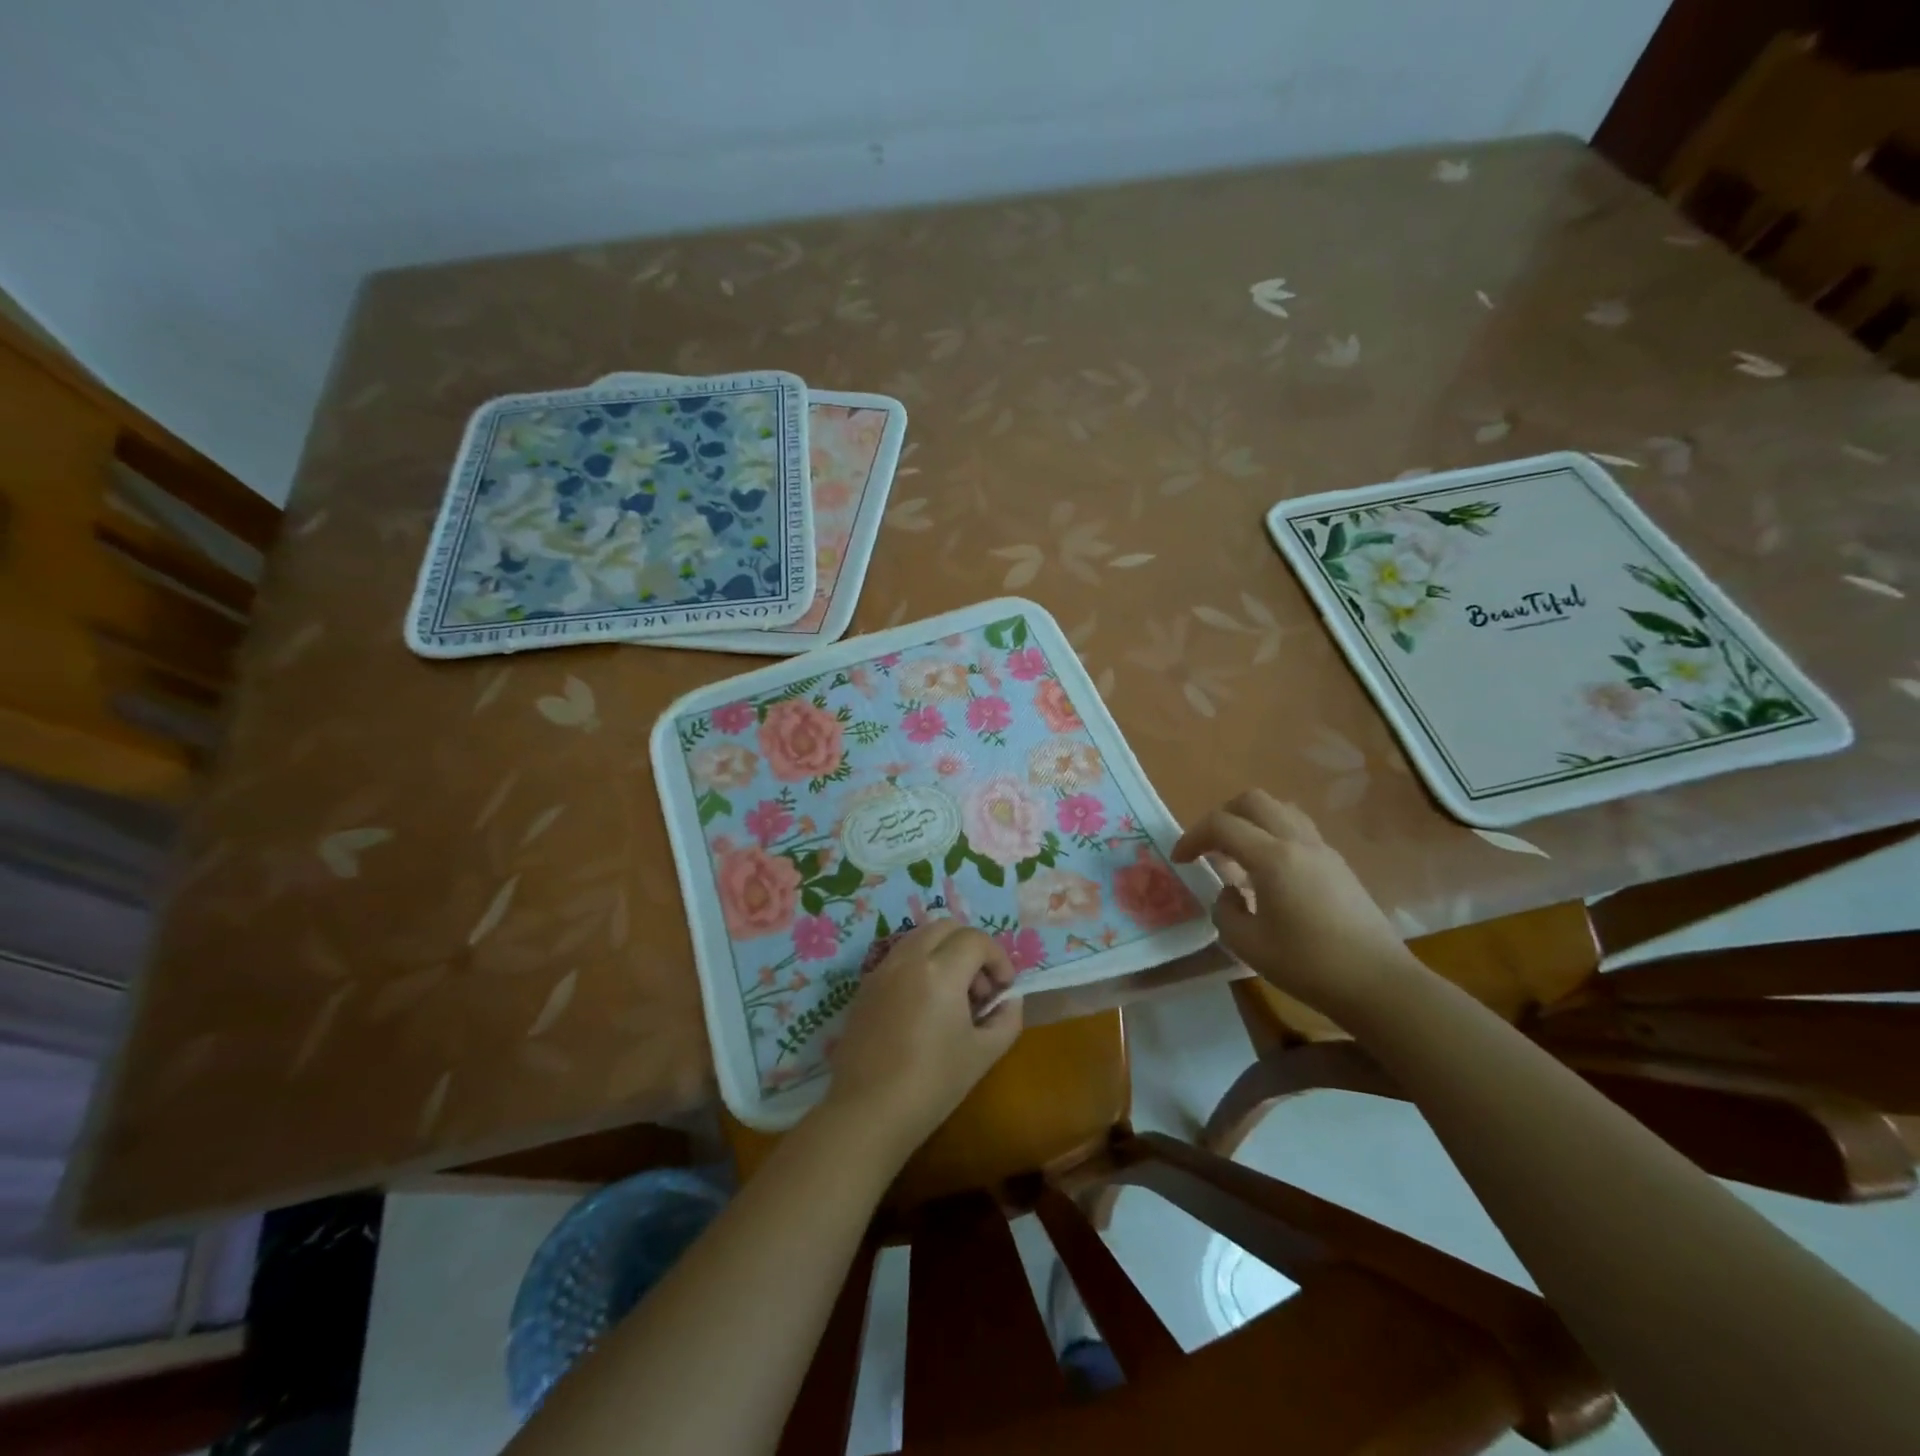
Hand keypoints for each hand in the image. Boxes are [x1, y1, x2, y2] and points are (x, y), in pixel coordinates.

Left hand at [822, 920, 1022, 1159]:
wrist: (868, 1112)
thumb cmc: (933, 1084)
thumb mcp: (984, 1054)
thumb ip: (1006, 1019)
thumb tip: (1009, 1000)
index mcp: (940, 970)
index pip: (976, 940)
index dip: (998, 958)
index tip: (1003, 989)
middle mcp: (908, 958)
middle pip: (946, 926)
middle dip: (970, 947)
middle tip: (979, 987)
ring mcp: (881, 969)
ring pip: (919, 937)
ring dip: (943, 952)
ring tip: (952, 995)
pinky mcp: (865, 987)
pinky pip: (898, 957)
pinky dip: (918, 965)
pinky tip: (923, 1006)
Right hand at [1173, 789, 1419, 1021]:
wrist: (1379, 984)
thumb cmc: (1309, 965)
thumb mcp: (1248, 945)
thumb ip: (1225, 911)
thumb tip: (1231, 893)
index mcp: (1272, 857)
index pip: (1222, 825)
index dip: (1192, 837)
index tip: (1179, 860)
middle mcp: (1298, 842)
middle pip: (1253, 801)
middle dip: (1222, 816)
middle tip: (1207, 846)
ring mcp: (1323, 851)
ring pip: (1280, 809)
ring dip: (1251, 822)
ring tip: (1238, 854)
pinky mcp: (1339, 865)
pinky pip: (1298, 829)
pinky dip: (1273, 835)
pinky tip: (1269, 872)